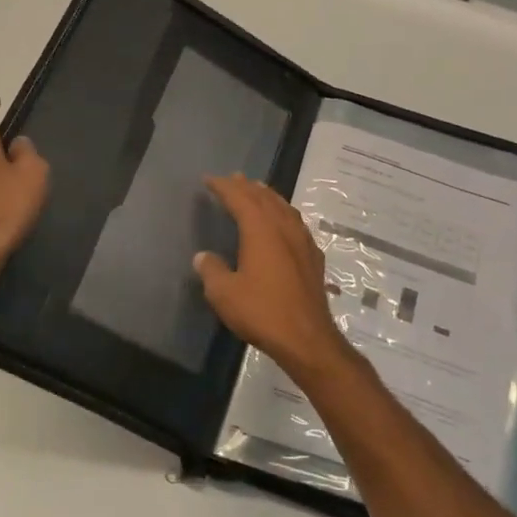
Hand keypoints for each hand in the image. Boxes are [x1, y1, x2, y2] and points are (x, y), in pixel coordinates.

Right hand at [194, 173, 359, 380]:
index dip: (224, 186)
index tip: (209, 179)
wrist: (307, 337)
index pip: (240, 198)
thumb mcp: (224, 293)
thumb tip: (203, 257)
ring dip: (268, 196)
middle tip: (233, 178)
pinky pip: (296, 223)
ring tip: (257, 191)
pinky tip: (283, 222)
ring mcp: (303, 241)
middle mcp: (284, 227)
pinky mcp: (313, 257)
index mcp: (261, 229)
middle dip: (247, 186)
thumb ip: (212, 270)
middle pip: (264, 198)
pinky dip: (284, 213)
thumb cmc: (262, 312)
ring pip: (284, 207)